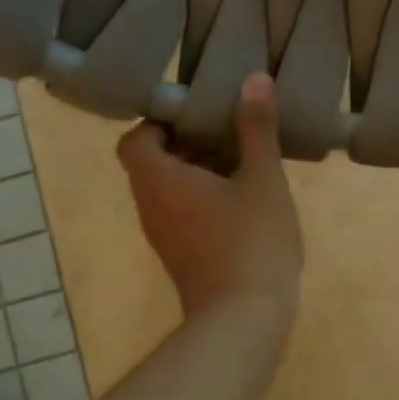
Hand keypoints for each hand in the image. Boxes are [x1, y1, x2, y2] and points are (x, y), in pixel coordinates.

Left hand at [118, 72, 303, 325]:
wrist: (243, 322)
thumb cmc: (251, 243)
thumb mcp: (262, 179)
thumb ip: (257, 128)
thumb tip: (254, 78)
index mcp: (160, 181)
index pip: (136, 139)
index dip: (161, 121)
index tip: (198, 112)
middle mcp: (152, 207)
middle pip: (153, 163)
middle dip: (188, 142)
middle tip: (228, 128)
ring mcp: (166, 237)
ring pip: (171, 191)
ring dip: (200, 171)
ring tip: (243, 159)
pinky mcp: (183, 258)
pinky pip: (184, 214)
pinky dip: (205, 199)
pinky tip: (245, 198)